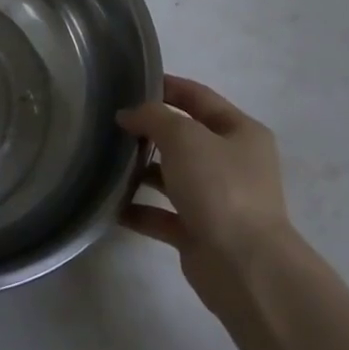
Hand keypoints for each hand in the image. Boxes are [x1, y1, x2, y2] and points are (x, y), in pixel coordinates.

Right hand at [116, 75, 287, 266]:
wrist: (244, 266)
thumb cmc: (220, 188)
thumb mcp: (184, 137)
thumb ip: (153, 117)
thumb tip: (128, 115)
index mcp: (240, 133)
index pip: (199, 98)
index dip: (166, 87)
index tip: (129, 83)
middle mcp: (232, 163)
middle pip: (185, 138)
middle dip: (149, 130)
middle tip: (110, 124)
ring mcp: (217, 200)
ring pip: (172, 176)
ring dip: (141, 170)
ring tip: (105, 161)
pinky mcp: (199, 232)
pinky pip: (162, 214)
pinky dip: (138, 209)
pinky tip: (111, 204)